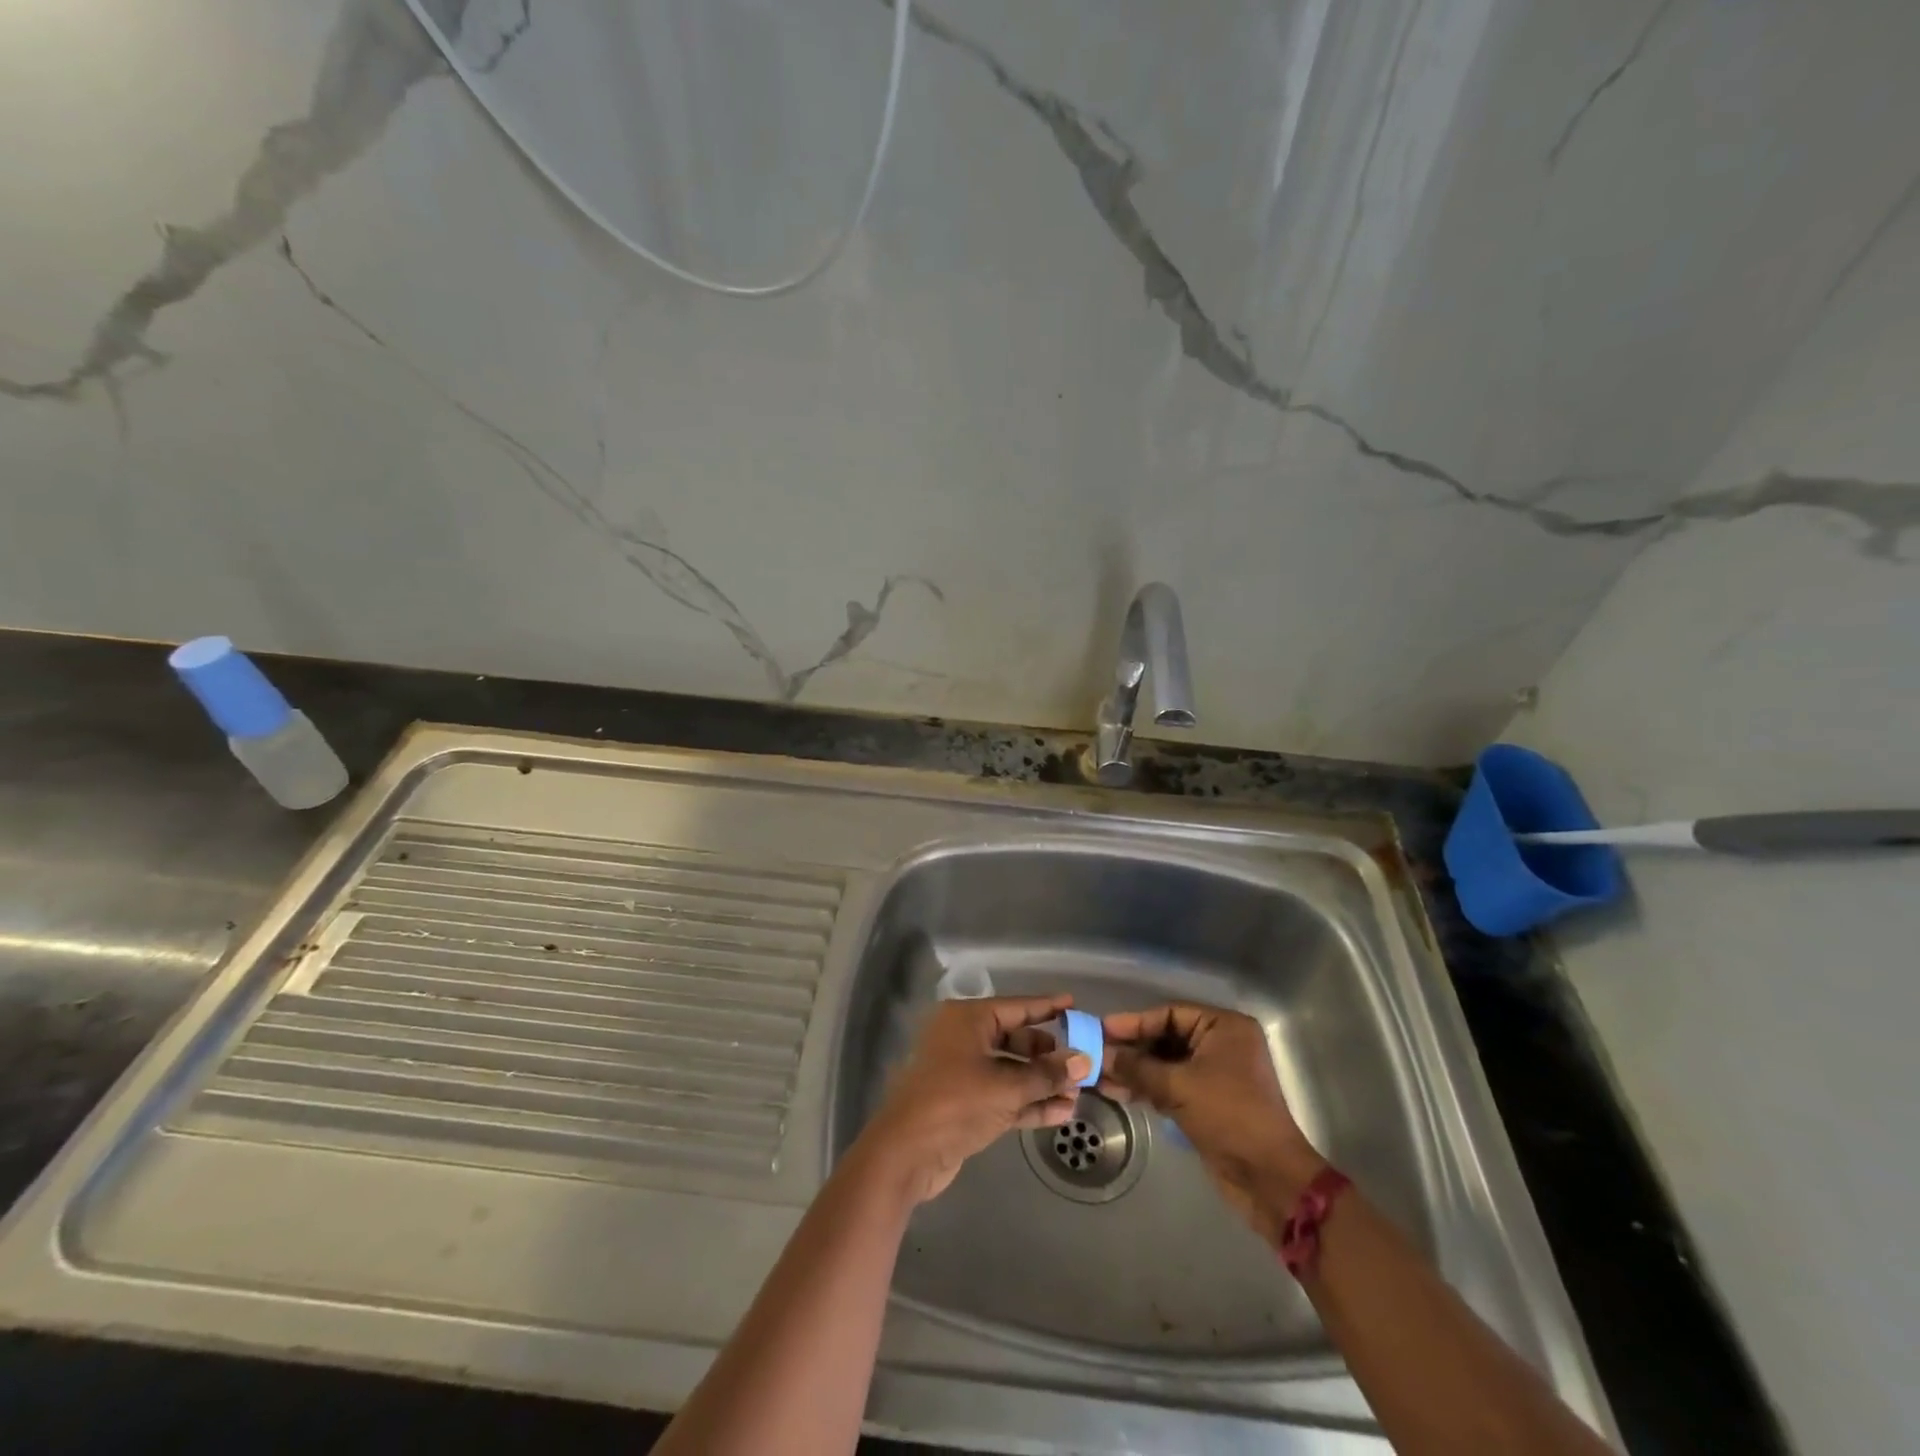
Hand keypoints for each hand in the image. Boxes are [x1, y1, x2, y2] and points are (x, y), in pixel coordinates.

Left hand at [860, 994, 1091, 1204]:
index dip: (1047, 1007)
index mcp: (967, 1019)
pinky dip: (1029, 1102)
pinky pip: (1004, 1095)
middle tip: (1083, 1061)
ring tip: (1080, 1093)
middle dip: (1049, 1054)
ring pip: (1012, 1071)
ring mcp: (964, 1072)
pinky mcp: (966, 1104)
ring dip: (1043, 1083)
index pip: (1016, 1007)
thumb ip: (1046, 1074)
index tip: (1074, 1004)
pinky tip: (1061, 1113)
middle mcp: (965, 1039)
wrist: (906, 1153)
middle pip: (1015, 1039)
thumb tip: (1084, 1060)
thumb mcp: (1006, 1087)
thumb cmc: (955, 1103)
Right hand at [1100, 1003, 1325, 1232]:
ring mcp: (1216, 1074)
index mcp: (1224, 1027)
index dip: (1134, 1022)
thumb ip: (1138, 1068)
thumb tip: (1102, 1056)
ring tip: (1101, 1078)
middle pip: (1166, 1038)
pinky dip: (1149, 1088)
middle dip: (1132, 1050)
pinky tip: (1119, 1092)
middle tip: (1097, 1055)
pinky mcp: (1209, 1101)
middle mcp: (1221, 1044)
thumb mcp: (1179, 1087)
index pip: (1169, 1014)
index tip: (1101, 1029)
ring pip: (1166, 1064)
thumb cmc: (1229, 1116)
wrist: (1268, 1178)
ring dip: (1136, 1071)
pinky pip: (1173, 1085)